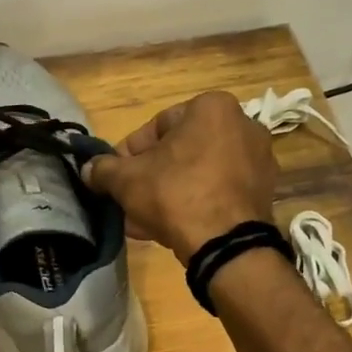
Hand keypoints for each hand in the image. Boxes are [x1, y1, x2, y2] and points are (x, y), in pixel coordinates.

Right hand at [81, 91, 277, 259]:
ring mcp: (257, 161)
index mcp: (212, 107)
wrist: (225, 243)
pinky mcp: (262, 193)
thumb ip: (103, 169)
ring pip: (198, 174)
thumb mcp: (126, 179)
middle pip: (180, 151)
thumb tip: (88, 169)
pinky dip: (194, 204)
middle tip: (130, 199)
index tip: (116, 177)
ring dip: (169, 193)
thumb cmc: (175, 194)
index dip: (129, 154)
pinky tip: (170, 228)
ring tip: (144, 220)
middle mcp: (242, 125)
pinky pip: (217, 192)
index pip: (158, 125)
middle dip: (151, 176)